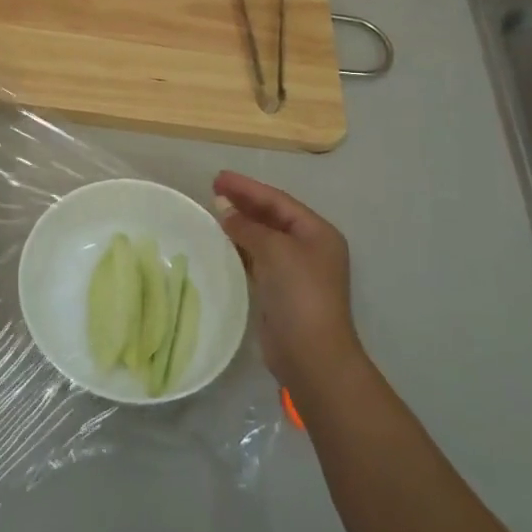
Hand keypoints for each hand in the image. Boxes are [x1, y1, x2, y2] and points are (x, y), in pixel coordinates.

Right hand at [214, 171, 360, 395]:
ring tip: (214, 210)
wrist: (310, 354)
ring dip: (241, 223)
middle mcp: (309, 247)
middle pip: (272, 216)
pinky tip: (222, 241)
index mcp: (317, 232)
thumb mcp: (275, 251)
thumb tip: (225, 211)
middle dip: (244, 202)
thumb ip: (249, 227)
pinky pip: (257, 258)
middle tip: (213, 188)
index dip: (248, 187)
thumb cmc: (299, 294)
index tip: (219, 177)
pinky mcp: (280, 290)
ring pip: (263, 237)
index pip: (278, 201)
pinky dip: (240, 246)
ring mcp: (295, 270)